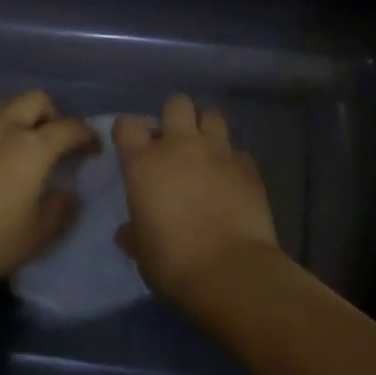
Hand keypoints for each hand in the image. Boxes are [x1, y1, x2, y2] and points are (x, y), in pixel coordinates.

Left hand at [0, 90, 93, 296]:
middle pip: (35, 99)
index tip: (93, 147)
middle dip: (52, 113)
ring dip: (17, 116)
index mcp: (33, 146)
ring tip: (19, 142)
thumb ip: (61, 208)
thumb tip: (68, 194)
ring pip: (2, 105)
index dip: (86, 134)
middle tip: (54, 139)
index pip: (69, 127)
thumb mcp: (38, 233)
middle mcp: (3, 128)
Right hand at [112, 93, 281, 302]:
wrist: (230, 270)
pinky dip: (233, 159)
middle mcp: (180, 146)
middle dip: (175, 115)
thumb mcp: (142, 251)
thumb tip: (127, 231)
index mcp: (144, 163)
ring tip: (207, 149)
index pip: (127, 125)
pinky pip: (238, 150)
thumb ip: (134, 233)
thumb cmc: (173, 262)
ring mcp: (218, 152)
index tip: (133, 143)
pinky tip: (232, 177)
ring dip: (207, 128)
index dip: (129, 129)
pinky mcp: (248, 166)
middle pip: (177, 103)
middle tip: (176, 140)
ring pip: (213, 115)